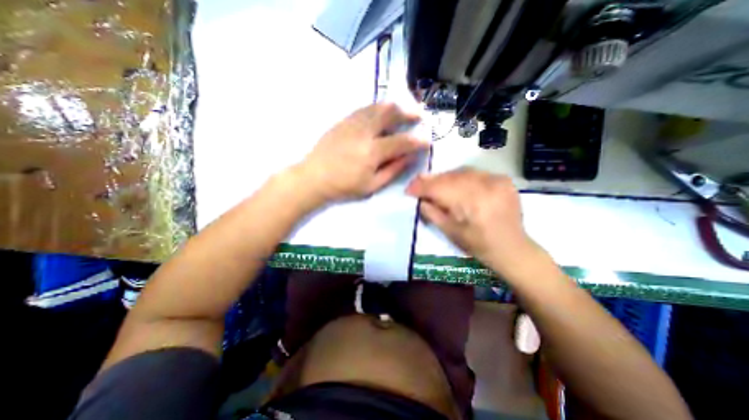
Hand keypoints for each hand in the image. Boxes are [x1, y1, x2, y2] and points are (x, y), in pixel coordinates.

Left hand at [298, 104, 427, 202]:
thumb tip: (410, 157)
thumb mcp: (372, 185)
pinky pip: (365, 108)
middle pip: (391, 114)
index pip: (402, 142)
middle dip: (409, 113)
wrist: (313, 177)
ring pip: (378, 107)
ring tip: (405, 109)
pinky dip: (379, 107)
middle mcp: (365, 132)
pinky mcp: (344, 120)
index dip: (418, 141)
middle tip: (419, 115)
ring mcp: (353, 123)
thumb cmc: (344, 186)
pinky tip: (383, 110)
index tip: (427, 140)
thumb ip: (393, 170)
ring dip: (395, 106)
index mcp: (373, 152)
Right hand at [408, 170, 535, 273]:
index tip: (408, 189)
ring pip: (461, 172)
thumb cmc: (477, 245)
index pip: (438, 188)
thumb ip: (431, 212)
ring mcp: (497, 181)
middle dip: (431, 181)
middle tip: (419, 185)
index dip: (421, 187)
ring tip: (436, 185)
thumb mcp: (449, 232)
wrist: (511, 248)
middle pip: (449, 177)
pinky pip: (475, 173)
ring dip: (445, 178)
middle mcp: (485, 187)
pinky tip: (457, 185)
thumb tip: (419, 198)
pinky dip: (462, 177)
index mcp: (471, 204)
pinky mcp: (503, 179)